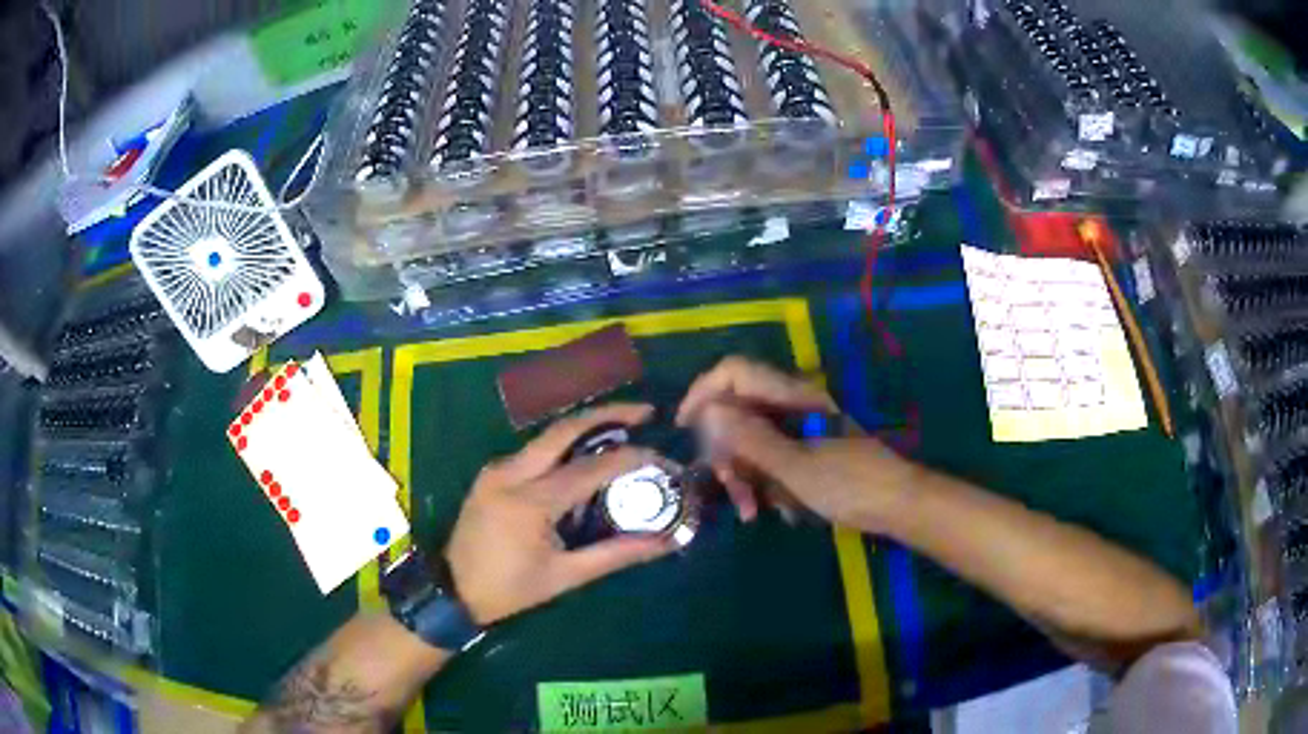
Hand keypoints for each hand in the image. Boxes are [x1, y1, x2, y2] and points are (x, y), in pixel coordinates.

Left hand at [446, 404, 676, 624]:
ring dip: (585, 428)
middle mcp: (510, 473)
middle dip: (607, 414)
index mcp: (529, 502)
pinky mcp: (490, 473)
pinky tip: (585, 455)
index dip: (631, 458)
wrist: (452, 591)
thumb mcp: (565, 577)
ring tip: (623, 428)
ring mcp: (496, 469)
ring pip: (547, 436)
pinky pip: (533, 451)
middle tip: (644, 412)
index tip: (662, 457)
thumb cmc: (510, 590)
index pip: (591, 468)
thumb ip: (615, 554)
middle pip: (564, 429)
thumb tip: (665, 542)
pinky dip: (564, 446)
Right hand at [678, 357, 917, 530]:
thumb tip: (708, 412)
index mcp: (790, 397)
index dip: (703, 392)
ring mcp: (799, 430)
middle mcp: (791, 406)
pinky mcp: (806, 452)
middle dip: (725, 451)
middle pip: (737, 412)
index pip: (733, 372)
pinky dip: (765, 483)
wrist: (898, 505)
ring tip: (753, 511)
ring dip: (744, 476)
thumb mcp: (795, 467)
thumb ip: (750, 439)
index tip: (686, 429)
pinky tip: (776, 510)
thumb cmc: (851, 484)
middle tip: (729, 487)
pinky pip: (770, 461)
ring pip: (751, 442)